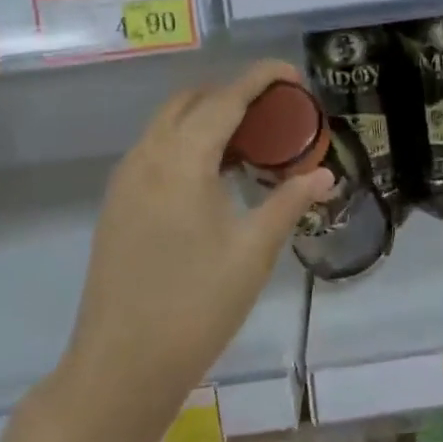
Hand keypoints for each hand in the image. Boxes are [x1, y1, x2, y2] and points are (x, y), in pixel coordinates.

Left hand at [63, 59, 333, 399]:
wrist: (121, 366)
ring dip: (209, 117)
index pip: (225, 99)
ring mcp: (126, 181)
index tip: (293, 75)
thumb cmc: (196, 305)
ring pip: (168, 124)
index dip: (260, 79)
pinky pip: (156, 151)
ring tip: (254, 141)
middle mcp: (146, 158)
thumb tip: (324, 175)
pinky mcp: (118, 205)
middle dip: (234, 93)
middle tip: (277, 111)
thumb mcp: (254, 251)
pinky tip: (218, 174)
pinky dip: (189, 142)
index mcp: (181, 161)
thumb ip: (289, 202)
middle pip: (191, 101)